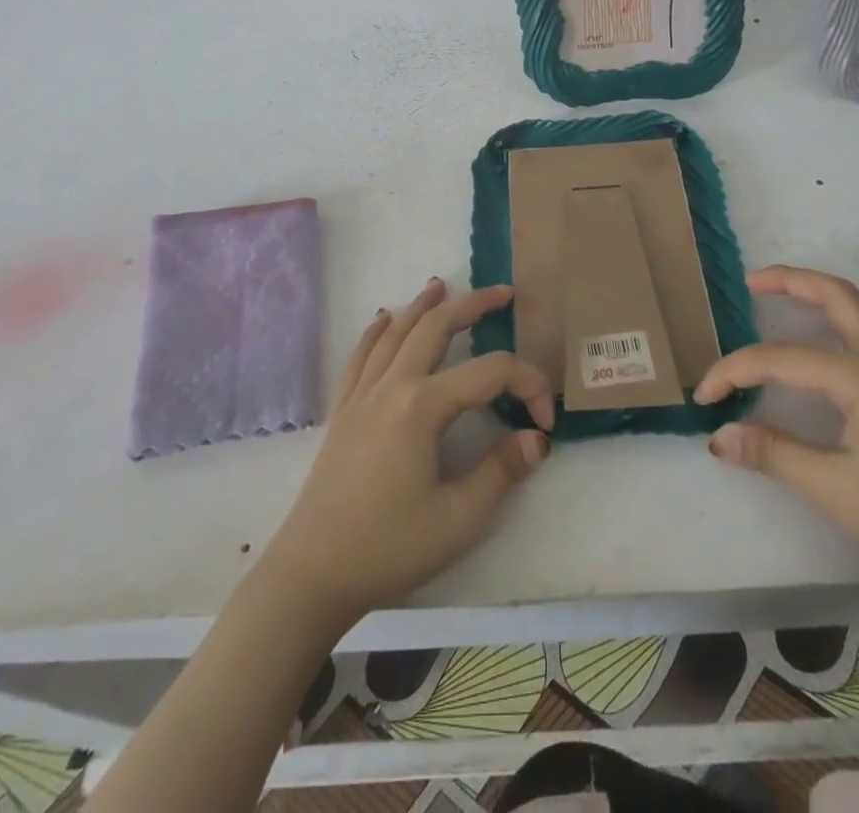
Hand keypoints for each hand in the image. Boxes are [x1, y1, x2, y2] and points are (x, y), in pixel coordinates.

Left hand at [259, 278, 554, 625]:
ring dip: (422, 306)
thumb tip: (536, 439)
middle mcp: (392, 386)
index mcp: (423, 407)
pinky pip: (361, 355)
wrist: (313, 573)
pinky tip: (383, 318)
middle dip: (472, 305)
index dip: (528, 385)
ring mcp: (362, 394)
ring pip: (395, 332)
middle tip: (502, 292)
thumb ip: (502, 471)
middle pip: (436, 328)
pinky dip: (376, 330)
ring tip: (441, 285)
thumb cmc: (389, 547)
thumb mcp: (459, 519)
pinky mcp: (343, 410)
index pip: (490, 373)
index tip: (545, 421)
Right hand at [694, 266, 858, 601]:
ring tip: (789, 292)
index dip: (735, 371)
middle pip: (834, 296)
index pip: (779, 359)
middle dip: (789, 281)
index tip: (704, 396)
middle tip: (749, 283)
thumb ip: (772, 453)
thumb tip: (717, 436)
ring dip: (823, 290)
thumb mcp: (833, 490)